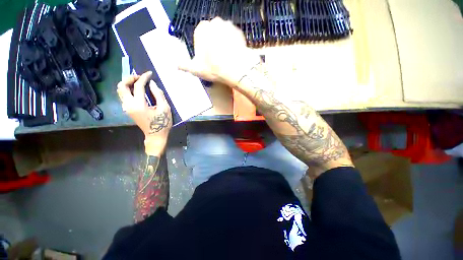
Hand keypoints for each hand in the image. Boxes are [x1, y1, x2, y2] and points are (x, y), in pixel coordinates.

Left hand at [117, 71, 172, 155]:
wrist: (156, 135)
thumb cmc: (162, 123)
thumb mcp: (164, 108)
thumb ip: (158, 94)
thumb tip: (152, 84)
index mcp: (139, 104)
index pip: (138, 86)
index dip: (144, 78)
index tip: (149, 73)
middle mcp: (129, 105)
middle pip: (122, 86)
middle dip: (130, 78)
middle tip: (140, 77)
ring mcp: (127, 108)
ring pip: (121, 91)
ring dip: (128, 83)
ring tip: (139, 81)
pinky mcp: (128, 110)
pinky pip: (124, 96)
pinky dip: (129, 89)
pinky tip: (138, 89)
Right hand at [178, 17, 260, 86]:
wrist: (235, 68)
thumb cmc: (214, 68)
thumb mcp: (196, 69)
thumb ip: (185, 66)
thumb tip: (176, 65)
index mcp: (201, 29)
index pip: (200, 35)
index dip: (204, 47)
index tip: (208, 58)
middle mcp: (214, 22)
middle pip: (212, 33)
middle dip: (214, 43)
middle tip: (218, 58)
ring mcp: (228, 25)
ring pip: (223, 34)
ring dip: (224, 42)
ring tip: (226, 57)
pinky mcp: (239, 31)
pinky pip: (234, 36)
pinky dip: (233, 43)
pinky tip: (234, 53)